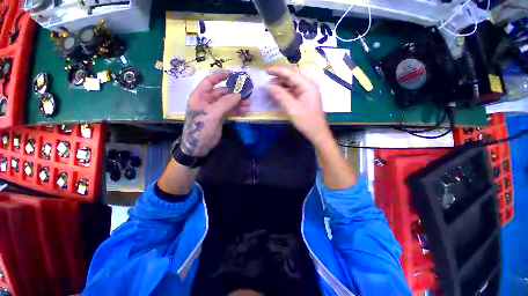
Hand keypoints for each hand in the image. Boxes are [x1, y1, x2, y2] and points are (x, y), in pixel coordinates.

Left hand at [181, 71, 249, 156]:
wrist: (199, 146)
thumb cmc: (201, 128)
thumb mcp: (212, 114)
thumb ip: (225, 103)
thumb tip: (239, 94)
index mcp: (200, 96)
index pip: (210, 81)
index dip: (220, 76)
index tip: (233, 74)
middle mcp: (207, 101)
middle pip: (222, 92)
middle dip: (234, 93)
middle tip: (246, 94)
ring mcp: (214, 110)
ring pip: (228, 102)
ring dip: (238, 102)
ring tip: (248, 104)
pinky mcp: (220, 117)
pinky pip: (230, 111)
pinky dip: (237, 110)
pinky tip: (245, 111)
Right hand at [266, 65, 330, 144]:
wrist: (316, 132)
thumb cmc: (306, 121)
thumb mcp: (292, 108)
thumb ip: (280, 95)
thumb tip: (268, 86)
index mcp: (307, 85)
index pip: (291, 73)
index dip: (278, 70)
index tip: (266, 70)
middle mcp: (307, 86)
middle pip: (291, 77)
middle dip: (278, 78)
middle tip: (266, 82)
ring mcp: (305, 92)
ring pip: (290, 84)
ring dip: (280, 86)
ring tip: (269, 89)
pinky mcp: (303, 98)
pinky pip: (291, 92)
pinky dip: (283, 92)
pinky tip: (276, 95)